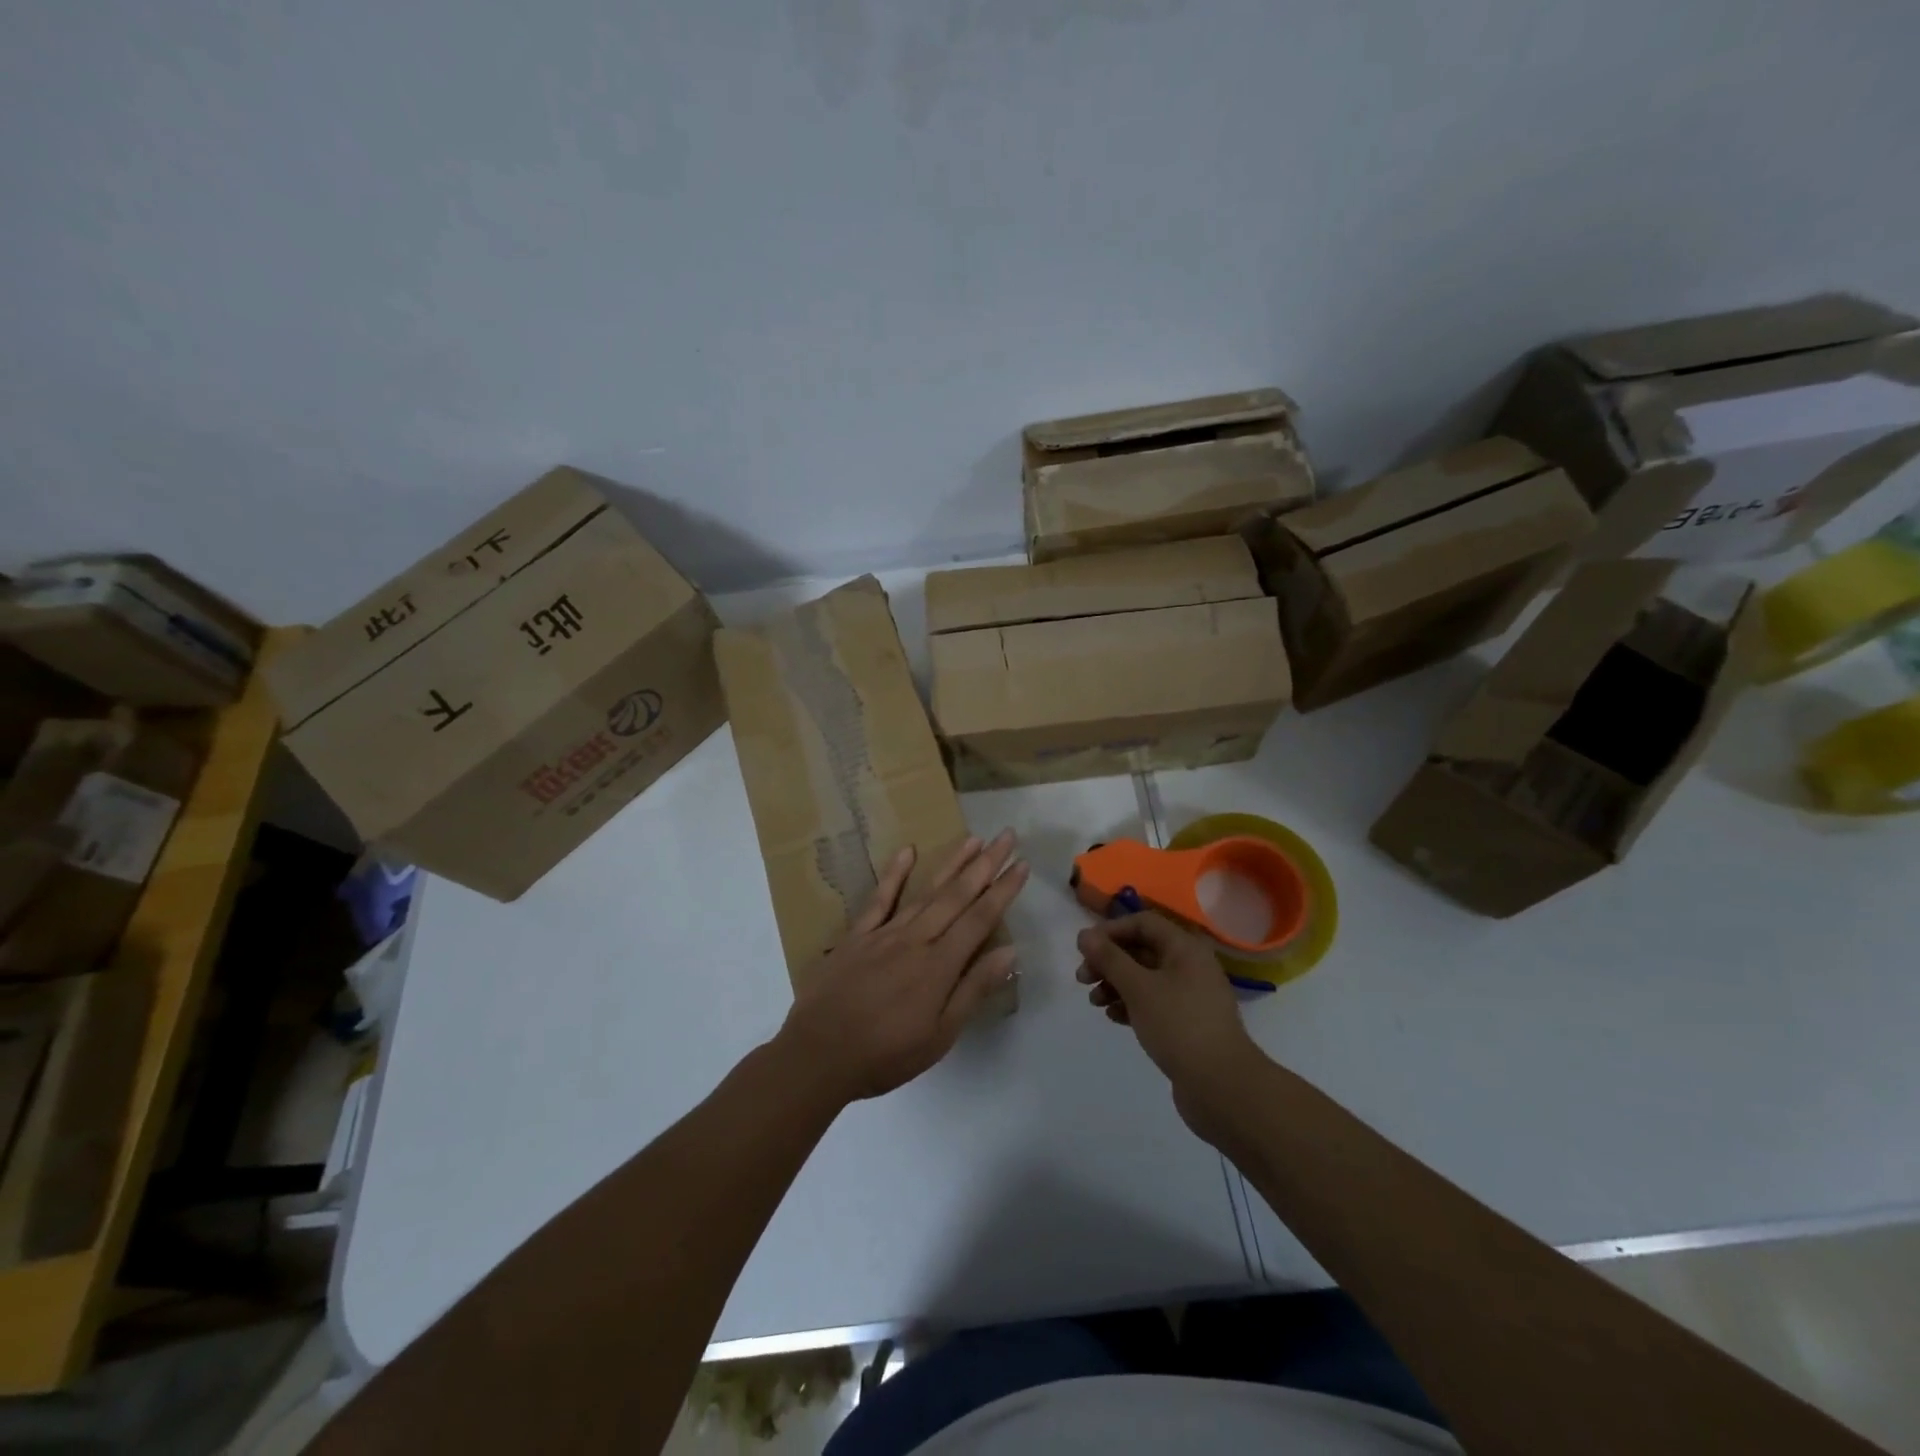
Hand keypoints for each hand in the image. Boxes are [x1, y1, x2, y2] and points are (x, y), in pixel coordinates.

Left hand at [778, 831, 1027, 1105]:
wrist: (819, 1054)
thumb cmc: (886, 1054)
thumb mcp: (940, 1036)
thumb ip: (973, 990)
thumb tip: (1009, 952)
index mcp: (939, 965)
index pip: (980, 919)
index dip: (1003, 891)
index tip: (1022, 865)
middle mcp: (916, 939)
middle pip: (957, 895)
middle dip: (986, 864)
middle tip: (1007, 836)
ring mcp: (884, 933)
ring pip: (925, 891)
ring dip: (952, 863)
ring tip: (974, 839)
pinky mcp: (857, 935)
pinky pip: (879, 898)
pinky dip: (894, 874)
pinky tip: (908, 851)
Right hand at [1076, 912, 1266, 1142]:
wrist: (1221, 1086)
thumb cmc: (1179, 1026)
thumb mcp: (1138, 988)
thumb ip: (1109, 959)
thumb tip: (1084, 934)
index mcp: (1185, 949)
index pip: (1143, 923)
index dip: (1111, 930)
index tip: (1085, 949)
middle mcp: (1190, 966)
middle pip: (1142, 950)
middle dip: (1109, 961)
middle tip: (1082, 979)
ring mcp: (1191, 996)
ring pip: (1145, 978)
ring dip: (1116, 984)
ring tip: (1095, 1003)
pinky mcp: (1188, 1023)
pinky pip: (1154, 1002)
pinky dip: (1131, 1004)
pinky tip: (1113, 1017)